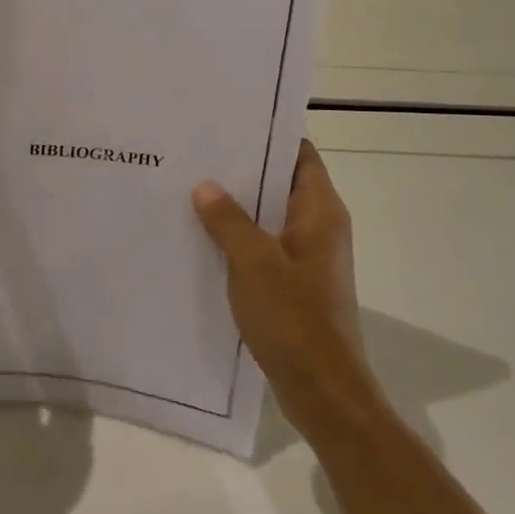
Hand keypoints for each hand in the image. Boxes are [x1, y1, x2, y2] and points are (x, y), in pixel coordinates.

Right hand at [192, 140, 379, 436]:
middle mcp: (319, 227)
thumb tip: (205, 185)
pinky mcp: (295, 283)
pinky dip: (239, 237)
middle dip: (243, 169)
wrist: (322, 390)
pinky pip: (265, 246)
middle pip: (281, 183)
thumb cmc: (293, 318)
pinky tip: (203, 237)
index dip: (269, 135)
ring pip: (270, 216)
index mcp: (320, 212)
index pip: (299, 154)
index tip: (230, 122)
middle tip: (198, 153)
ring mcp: (308, 257)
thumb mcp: (253, 262)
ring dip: (238, 206)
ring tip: (192, 189)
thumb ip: (228, 220)